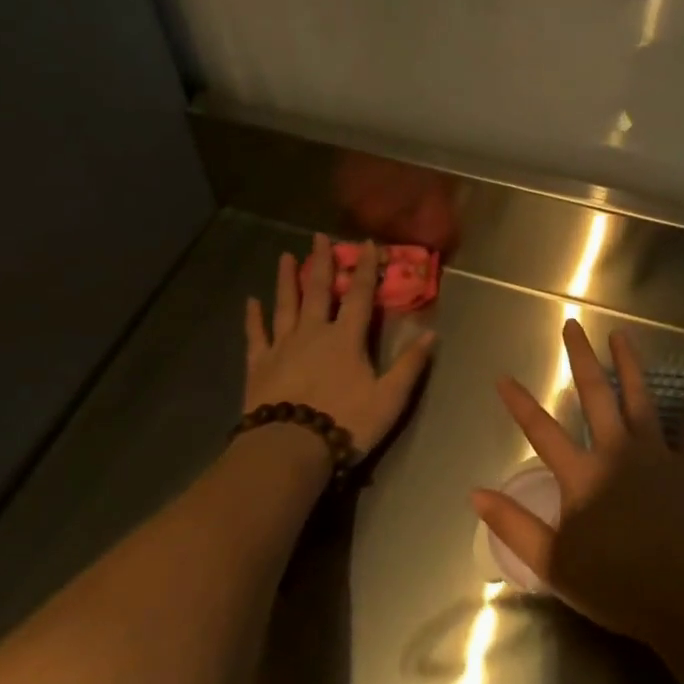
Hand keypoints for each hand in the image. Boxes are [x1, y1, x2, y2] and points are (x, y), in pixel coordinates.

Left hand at [243, 234, 436, 457]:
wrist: (290, 448)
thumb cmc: (345, 423)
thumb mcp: (389, 398)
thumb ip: (409, 365)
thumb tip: (432, 334)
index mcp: (346, 338)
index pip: (359, 295)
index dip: (364, 268)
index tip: (366, 243)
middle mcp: (313, 332)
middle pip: (317, 290)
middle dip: (321, 262)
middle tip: (318, 236)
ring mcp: (282, 346)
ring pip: (285, 305)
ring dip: (286, 279)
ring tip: (286, 256)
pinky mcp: (259, 364)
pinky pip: (256, 334)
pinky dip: (253, 317)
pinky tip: (250, 301)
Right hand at [473, 320, 683, 643]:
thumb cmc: (616, 584)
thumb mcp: (553, 563)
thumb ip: (514, 525)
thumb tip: (476, 493)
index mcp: (581, 475)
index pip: (541, 431)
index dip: (520, 404)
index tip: (502, 377)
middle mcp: (616, 452)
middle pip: (595, 395)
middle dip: (580, 359)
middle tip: (572, 325)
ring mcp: (657, 455)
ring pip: (640, 398)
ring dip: (630, 363)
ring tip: (622, 333)